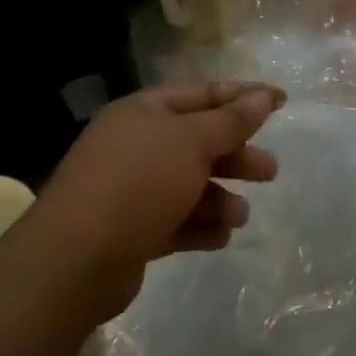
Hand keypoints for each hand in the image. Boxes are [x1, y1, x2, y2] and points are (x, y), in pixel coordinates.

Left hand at [46, 80, 284, 280]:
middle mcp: (136, 145)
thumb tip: (263, 97)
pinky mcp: (130, 231)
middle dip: (237, 155)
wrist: (73, 262)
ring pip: (190, 185)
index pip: (204, 93)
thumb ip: (232, 120)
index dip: (245, 95)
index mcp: (145, 112)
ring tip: (239, 216)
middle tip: (270, 171)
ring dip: (220, 198)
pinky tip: (220, 237)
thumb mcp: (193, 143)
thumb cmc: (138, 184)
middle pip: (200, 141)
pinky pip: (176, 221)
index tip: (283, 101)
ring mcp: (130, 190)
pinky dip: (200, 226)